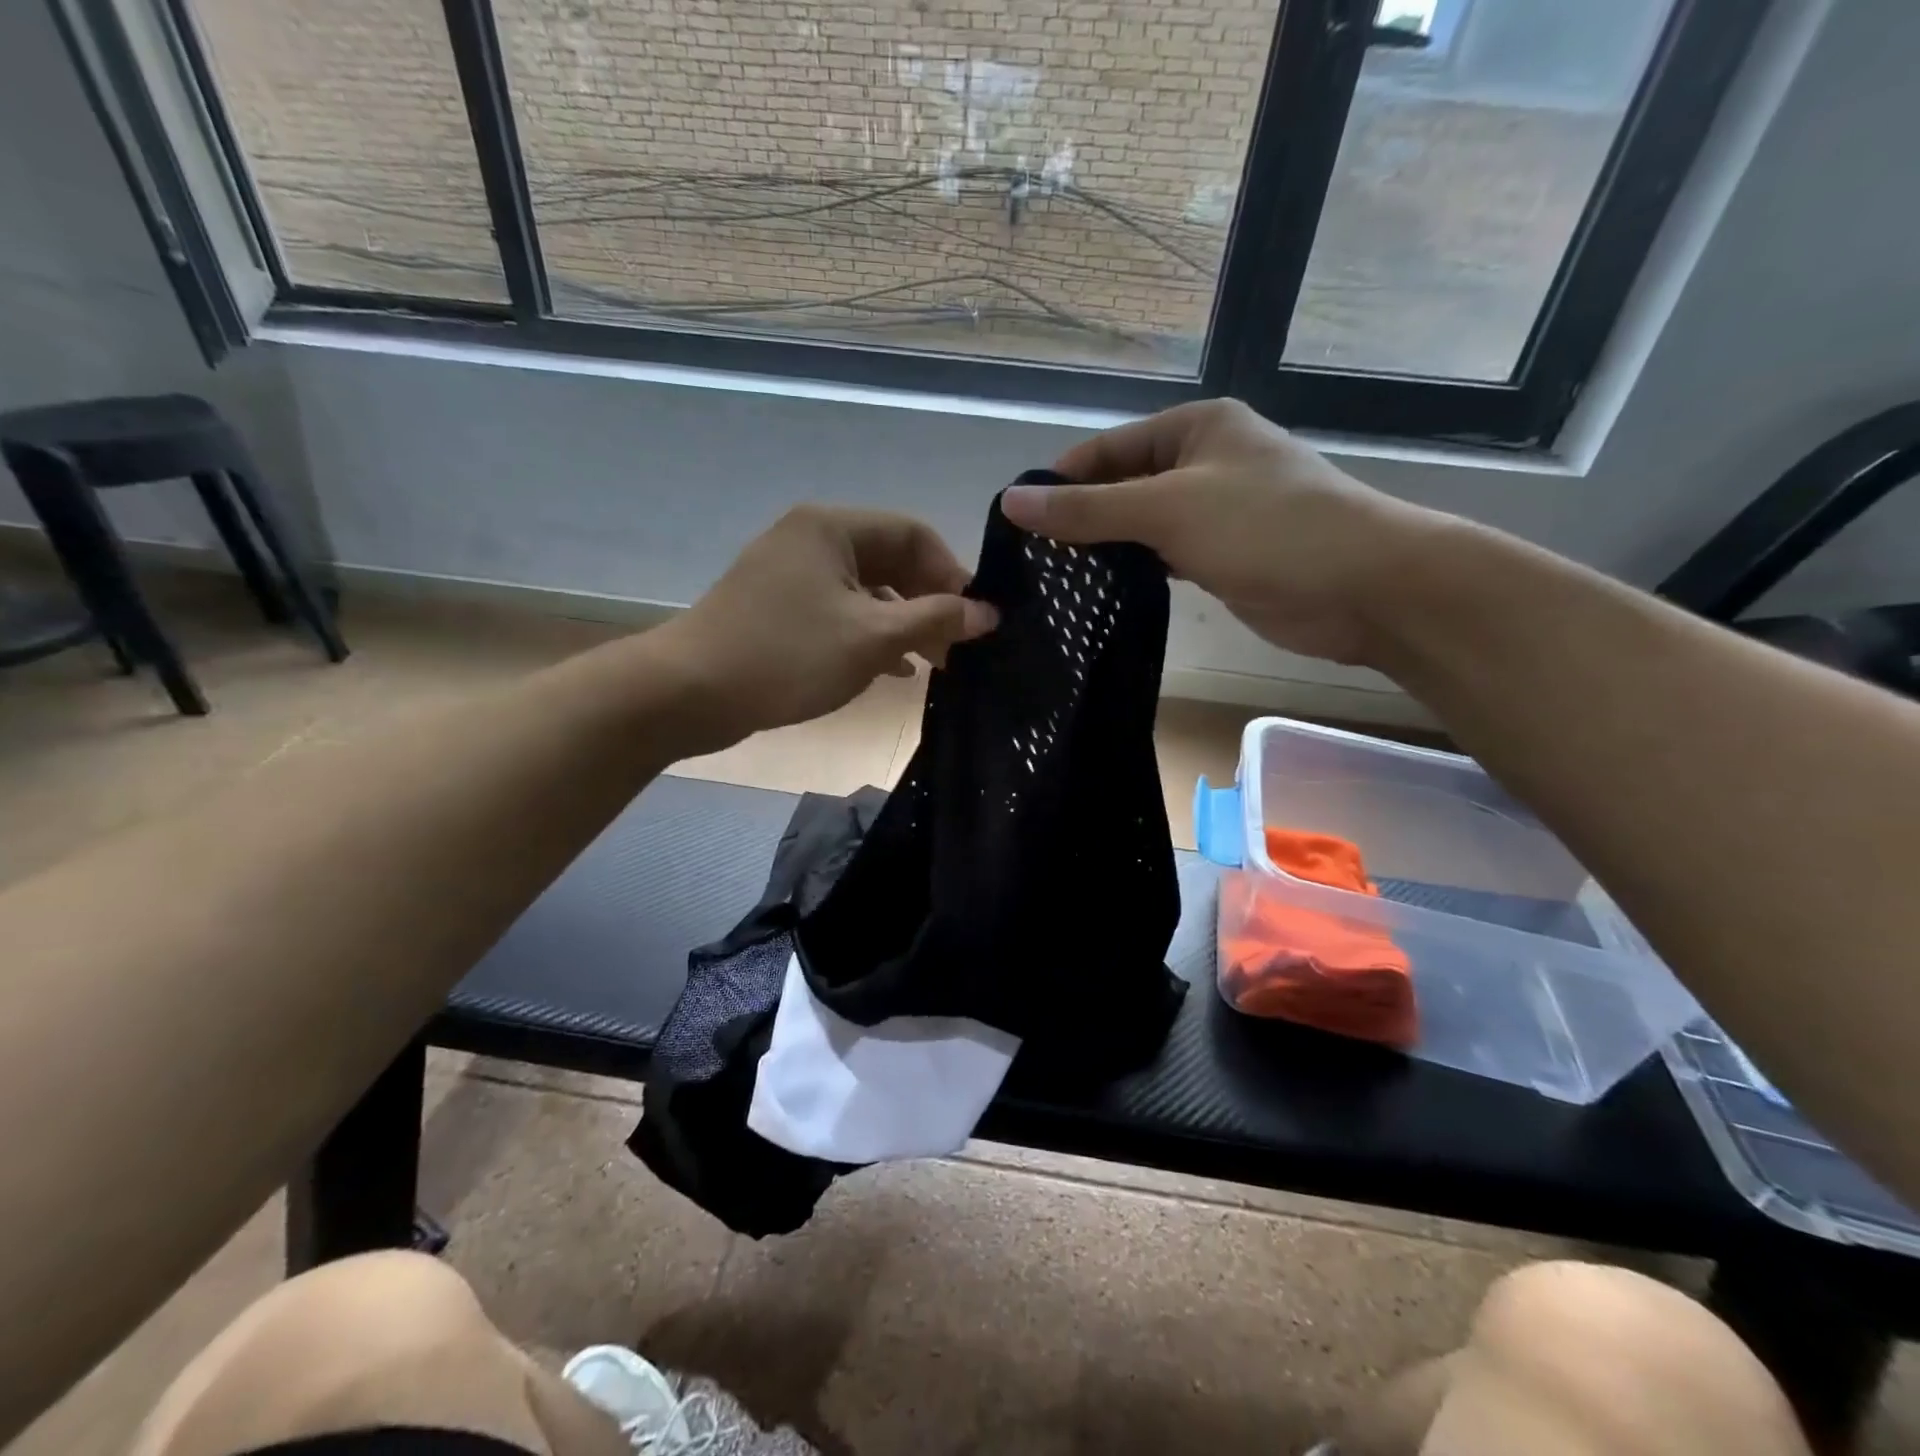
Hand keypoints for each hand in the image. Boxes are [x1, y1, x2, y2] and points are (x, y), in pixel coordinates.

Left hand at [658, 504, 996, 746]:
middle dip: (928, 603)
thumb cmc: (787, 656)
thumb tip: (988, 613)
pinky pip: (839, 611)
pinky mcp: (778, 607)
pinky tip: (891, 669)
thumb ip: (935, 620)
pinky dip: (869, 635)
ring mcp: (791, 573)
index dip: (952, 574)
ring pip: (866, 590)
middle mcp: (811, 539)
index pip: (914, 534)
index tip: (975, 619)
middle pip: (890, 560)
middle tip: (957, 647)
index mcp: (833, 527)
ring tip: (931, 664)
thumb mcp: (872, 639)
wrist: (688, 692)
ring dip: (902, 624)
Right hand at [1000, 399, 1442, 664]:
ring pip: (1143, 524)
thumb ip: (1089, 508)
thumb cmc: (1266, 528)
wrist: (1362, 585)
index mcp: (1195, 427)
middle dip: (1081, 518)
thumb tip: (1012, 501)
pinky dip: (1136, 570)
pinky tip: (1103, 592)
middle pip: (1123, 486)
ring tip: (1055, 579)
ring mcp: (1216, 511)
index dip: (1061, 481)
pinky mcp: (1224, 555)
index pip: (1107, 448)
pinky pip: (1165, 555)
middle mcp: (1205, 461)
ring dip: (1107, 547)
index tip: (1017, 522)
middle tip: (1032, 560)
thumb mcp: (1168, 509)